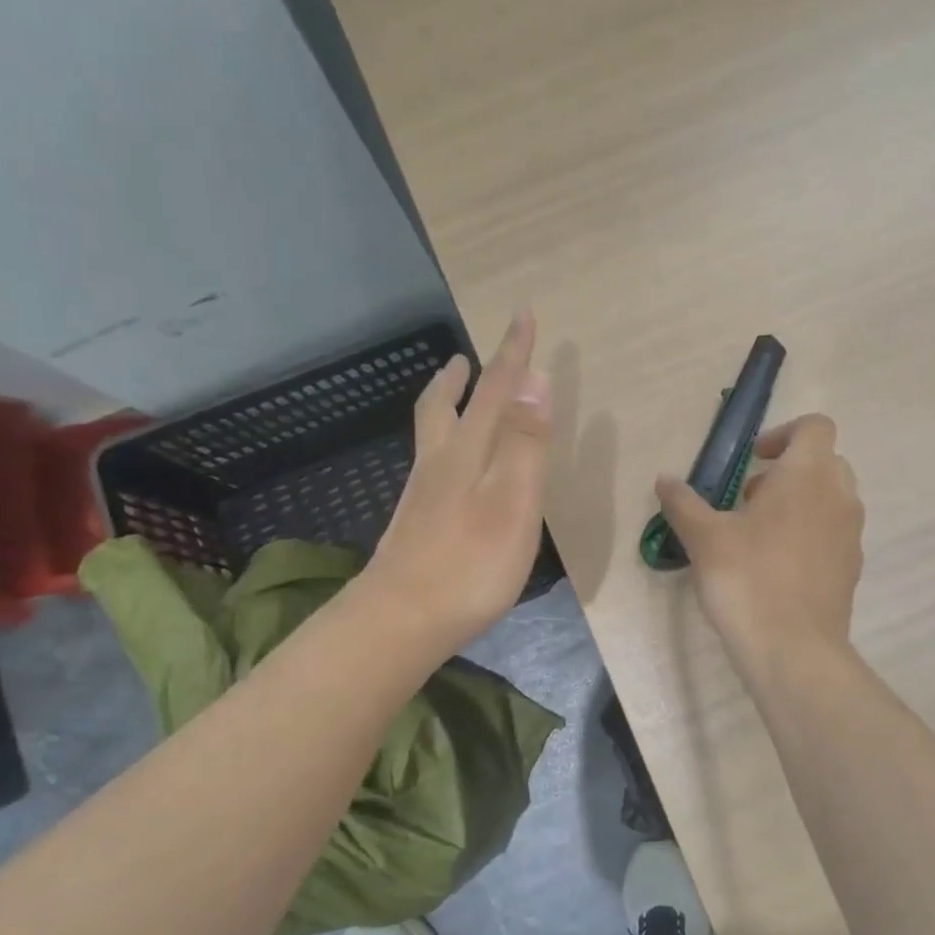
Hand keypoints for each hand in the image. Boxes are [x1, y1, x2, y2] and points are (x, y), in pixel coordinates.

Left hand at [363, 311, 550, 653]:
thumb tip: (534, 376)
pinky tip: (446, 465)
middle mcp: (439, 464)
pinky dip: (441, 443)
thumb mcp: (513, 500)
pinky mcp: (416, 523)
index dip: (512, 352)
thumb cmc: (470, 563)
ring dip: (444, 404)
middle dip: (462, 377)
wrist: (400, 621)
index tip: (524, 314)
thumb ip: (524, 441)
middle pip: (446, 407)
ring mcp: (423, 495)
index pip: (495, 389)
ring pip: (432, 434)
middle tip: (466, 356)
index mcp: (468, 452)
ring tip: (452, 393)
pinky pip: (430, 463)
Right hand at [654, 413, 864, 665]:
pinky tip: (774, 567)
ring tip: (756, 535)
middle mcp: (839, 497)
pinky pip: (832, 534)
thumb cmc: (747, 579)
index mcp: (808, 475)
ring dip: (798, 503)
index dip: (782, 433)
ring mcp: (851, 534)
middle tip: (748, 499)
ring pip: (830, 499)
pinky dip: (809, 534)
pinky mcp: (851, 568)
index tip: (752, 461)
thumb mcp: (704, 538)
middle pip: (823, 461)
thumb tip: (664, 479)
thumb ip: (683, 502)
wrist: (793, 649)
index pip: (814, 426)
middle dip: (787, 471)